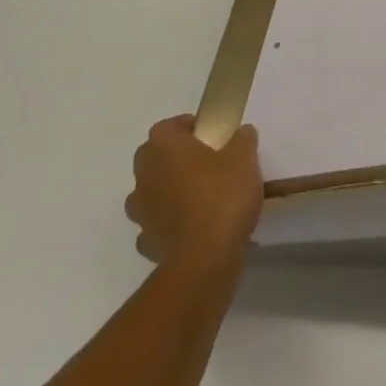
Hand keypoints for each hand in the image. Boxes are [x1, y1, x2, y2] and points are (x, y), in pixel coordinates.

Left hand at [125, 116, 263, 265]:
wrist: (205, 259)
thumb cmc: (222, 195)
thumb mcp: (245, 157)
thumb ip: (242, 139)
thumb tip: (241, 133)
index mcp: (163, 147)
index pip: (168, 126)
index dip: (188, 127)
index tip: (211, 135)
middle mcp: (144, 175)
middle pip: (156, 158)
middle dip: (177, 158)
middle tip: (207, 163)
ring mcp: (141, 212)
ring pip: (153, 192)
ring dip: (170, 191)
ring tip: (202, 197)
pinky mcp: (146, 242)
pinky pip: (157, 224)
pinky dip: (171, 223)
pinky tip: (194, 227)